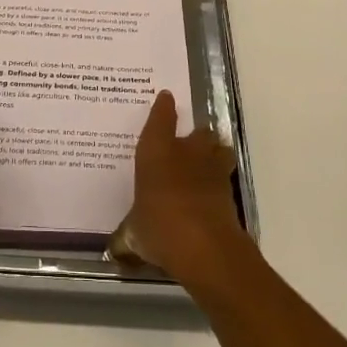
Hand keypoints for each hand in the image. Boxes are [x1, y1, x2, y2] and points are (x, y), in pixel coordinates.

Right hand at [110, 90, 248, 285]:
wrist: (206, 248)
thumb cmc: (160, 228)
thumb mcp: (135, 234)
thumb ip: (128, 235)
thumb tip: (116, 249)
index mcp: (156, 152)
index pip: (160, 119)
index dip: (163, 108)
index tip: (166, 97)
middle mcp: (186, 153)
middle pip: (198, 132)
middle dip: (194, 137)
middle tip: (186, 146)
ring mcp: (212, 171)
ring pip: (218, 149)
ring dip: (213, 154)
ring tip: (204, 165)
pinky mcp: (230, 192)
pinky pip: (224, 177)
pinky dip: (218, 182)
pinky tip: (209, 194)